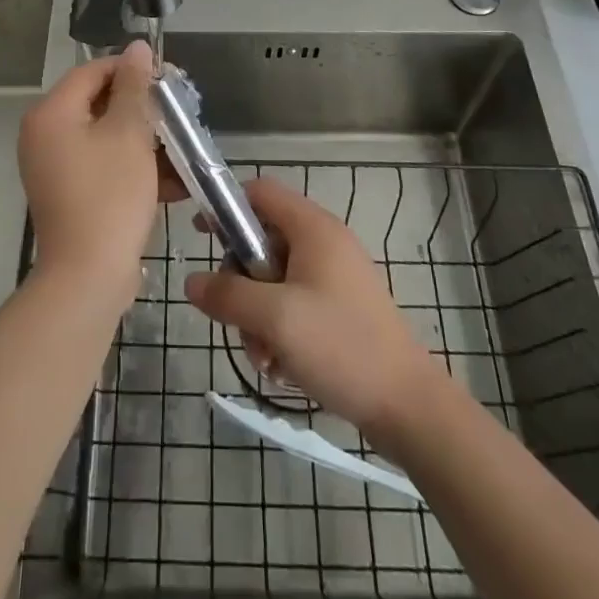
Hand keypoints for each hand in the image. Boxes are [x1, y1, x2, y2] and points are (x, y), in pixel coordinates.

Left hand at [18, 41, 183, 295]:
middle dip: (142, 108)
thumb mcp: (128, 134)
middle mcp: (45, 135)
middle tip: (179, 113)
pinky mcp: (69, 193)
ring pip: (106, 136)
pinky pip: (103, 165)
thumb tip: (137, 47)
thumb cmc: (109, 196)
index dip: (132, 70)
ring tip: (182, 147)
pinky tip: (173, 180)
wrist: (87, 278)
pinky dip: (133, 167)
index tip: (168, 79)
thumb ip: (134, 87)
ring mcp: (54, 167)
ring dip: (144, 140)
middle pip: (99, 103)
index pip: (93, 71)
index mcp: (51, 113)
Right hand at [186, 177, 436, 431]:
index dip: (226, 207)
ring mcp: (334, 276)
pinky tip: (282, 368)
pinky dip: (280, 331)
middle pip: (262, 242)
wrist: (408, 406)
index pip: (259, 192)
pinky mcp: (340, 308)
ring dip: (258, 317)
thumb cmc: (340, 346)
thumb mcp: (275, 318)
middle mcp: (324, 242)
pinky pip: (294, 304)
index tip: (201, 239)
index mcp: (313, 227)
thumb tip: (191, 281)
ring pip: (274, 280)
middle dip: (242, 284)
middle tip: (238, 321)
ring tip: (265, 358)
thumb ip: (228, 295)